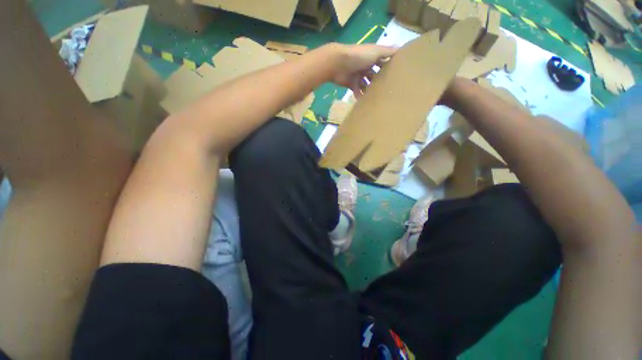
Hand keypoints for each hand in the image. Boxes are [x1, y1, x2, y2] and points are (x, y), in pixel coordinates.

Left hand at [327, 43, 397, 97]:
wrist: (338, 64)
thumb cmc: (358, 56)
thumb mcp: (376, 51)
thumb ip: (388, 52)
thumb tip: (403, 50)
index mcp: (373, 57)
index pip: (383, 63)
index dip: (389, 69)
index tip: (397, 78)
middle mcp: (366, 66)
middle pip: (375, 76)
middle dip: (380, 83)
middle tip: (388, 92)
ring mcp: (358, 75)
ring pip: (366, 85)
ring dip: (370, 91)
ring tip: (377, 99)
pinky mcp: (351, 84)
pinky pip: (357, 91)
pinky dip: (360, 96)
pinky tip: (365, 102)